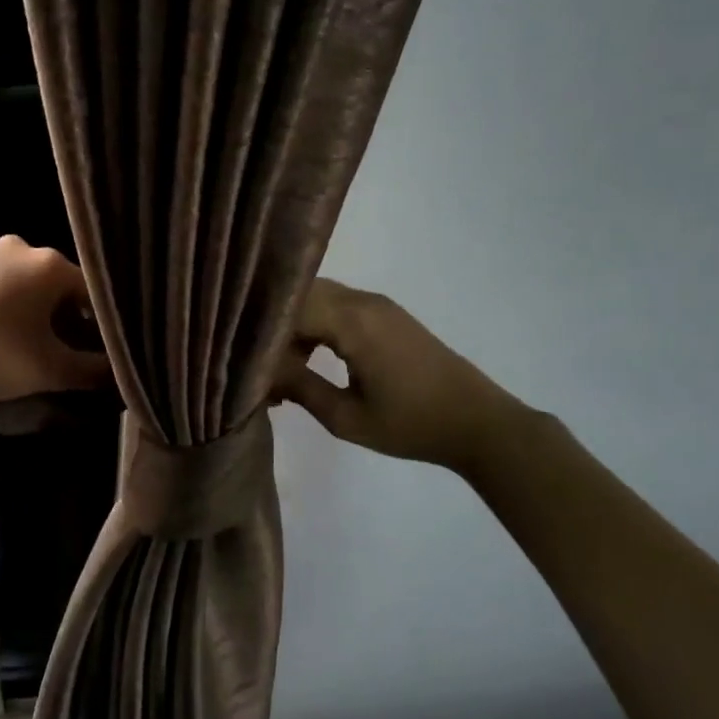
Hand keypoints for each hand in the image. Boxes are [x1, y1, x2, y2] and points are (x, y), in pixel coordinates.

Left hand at [0, 236, 109, 410]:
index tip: (94, 349)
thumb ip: (92, 370)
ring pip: (20, 282)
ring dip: (28, 309)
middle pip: (54, 283)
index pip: (90, 290)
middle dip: (61, 315)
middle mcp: (18, 246)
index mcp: (47, 263)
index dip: (97, 322)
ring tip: (21, 345)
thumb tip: (118, 370)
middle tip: (58, 350)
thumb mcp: (50, 371)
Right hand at [276, 278, 531, 470]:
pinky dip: (315, 325)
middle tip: (256, 363)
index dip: (259, 329)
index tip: (240, 358)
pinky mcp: (387, 314)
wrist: (479, 423)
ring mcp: (378, 305)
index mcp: (353, 322)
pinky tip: (308, 361)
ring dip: (293, 326)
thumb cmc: (412, 425)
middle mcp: (363, 301)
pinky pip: (337, 306)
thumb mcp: (347, 418)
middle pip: (300, 293)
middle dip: (272, 324)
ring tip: (281, 369)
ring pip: (317, 298)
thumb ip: (300, 388)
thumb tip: (260, 373)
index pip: (288, 307)